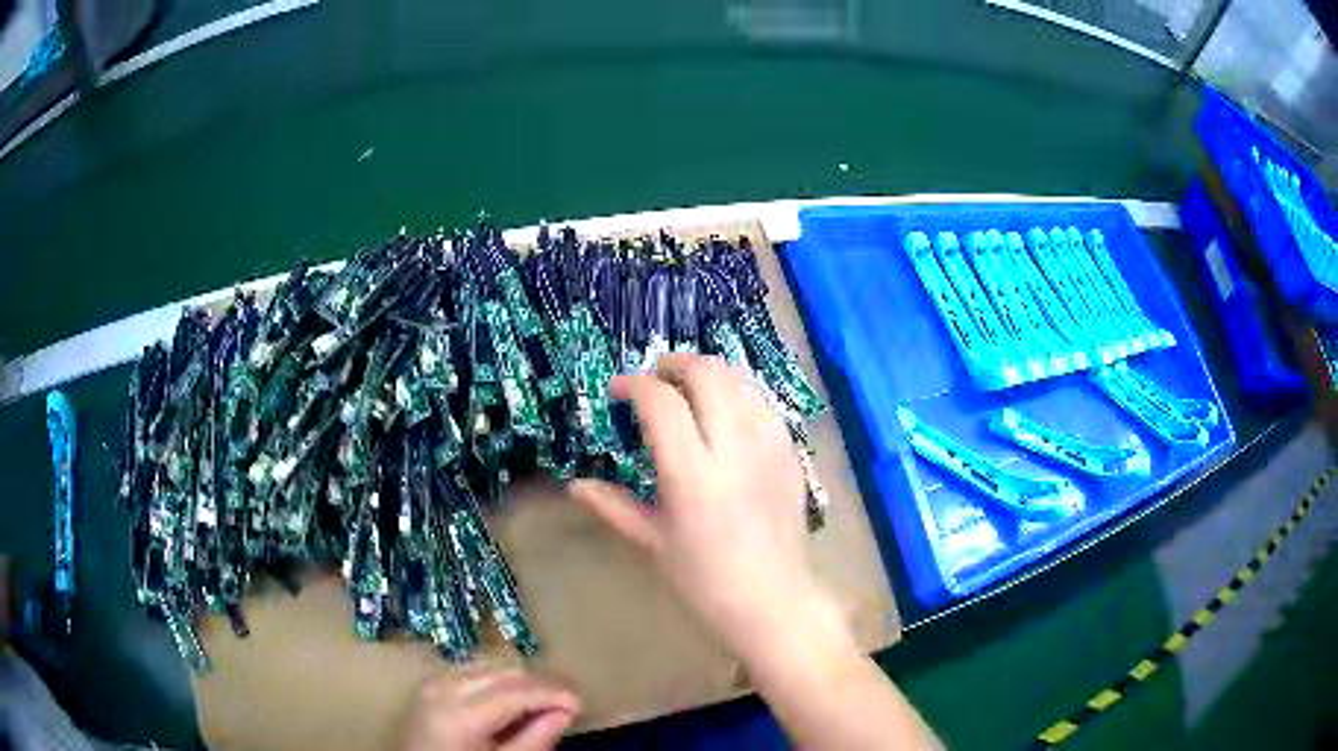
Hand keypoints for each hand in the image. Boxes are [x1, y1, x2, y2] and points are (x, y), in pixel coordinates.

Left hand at [399, 668, 579, 750]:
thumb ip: (533, 741)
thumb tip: (564, 712)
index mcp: (461, 712)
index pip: (518, 689)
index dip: (555, 692)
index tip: (582, 702)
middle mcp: (444, 686)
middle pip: (505, 671)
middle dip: (541, 683)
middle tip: (569, 703)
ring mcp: (433, 682)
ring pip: (490, 666)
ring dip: (520, 681)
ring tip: (545, 702)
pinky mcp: (428, 686)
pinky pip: (472, 672)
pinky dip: (498, 681)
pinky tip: (512, 701)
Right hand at [569, 354, 837, 661]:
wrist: (772, 600)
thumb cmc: (705, 580)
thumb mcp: (653, 542)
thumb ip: (613, 506)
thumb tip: (575, 484)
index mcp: (693, 475)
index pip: (661, 403)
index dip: (634, 385)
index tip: (618, 390)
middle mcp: (735, 449)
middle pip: (707, 374)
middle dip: (674, 364)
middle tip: (655, 380)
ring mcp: (770, 447)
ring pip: (740, 380)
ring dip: (709, 374)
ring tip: (688, 391)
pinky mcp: (791, 452)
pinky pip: (763, 403)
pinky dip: (738, 393)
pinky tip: (724, 413)